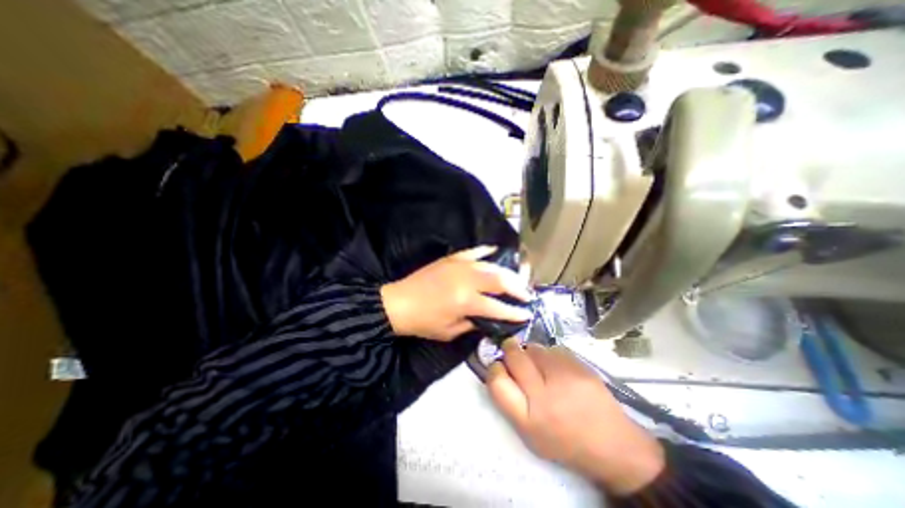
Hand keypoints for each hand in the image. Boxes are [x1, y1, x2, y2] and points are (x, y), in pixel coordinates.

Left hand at [380, 245, 531, 340]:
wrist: (398, 303)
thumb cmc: (423, 322)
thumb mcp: (449, 331)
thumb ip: (473, 323)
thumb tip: (488, 318)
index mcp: (465, 302)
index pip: (497, 307)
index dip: (515, 312)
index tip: (527, 314)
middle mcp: (466, 280)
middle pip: (500, 280)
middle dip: (518, 287)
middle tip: (527, 294)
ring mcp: (459, 265)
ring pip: (491, 265)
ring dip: (507, 272)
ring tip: (517, 278)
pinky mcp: (452, 258)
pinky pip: (474, 251)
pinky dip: (486, 252)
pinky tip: (496, 253)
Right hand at [488, 340, 662, 494]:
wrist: (613, 445)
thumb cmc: (565, 441)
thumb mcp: (531, 433)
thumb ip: (511, 401)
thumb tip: (500, 367)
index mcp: (529, 419)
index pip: (497, 382)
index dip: (494, 369)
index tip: (498, 366)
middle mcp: (544, 396)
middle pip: (514, 357)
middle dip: (509, 349)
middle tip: (511, 350)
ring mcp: (564, 377)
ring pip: (534, 348)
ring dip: (530, 352)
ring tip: (539, 364)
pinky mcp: (581, 366)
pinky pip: (554, 349)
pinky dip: (550, 354)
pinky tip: (557, 366)